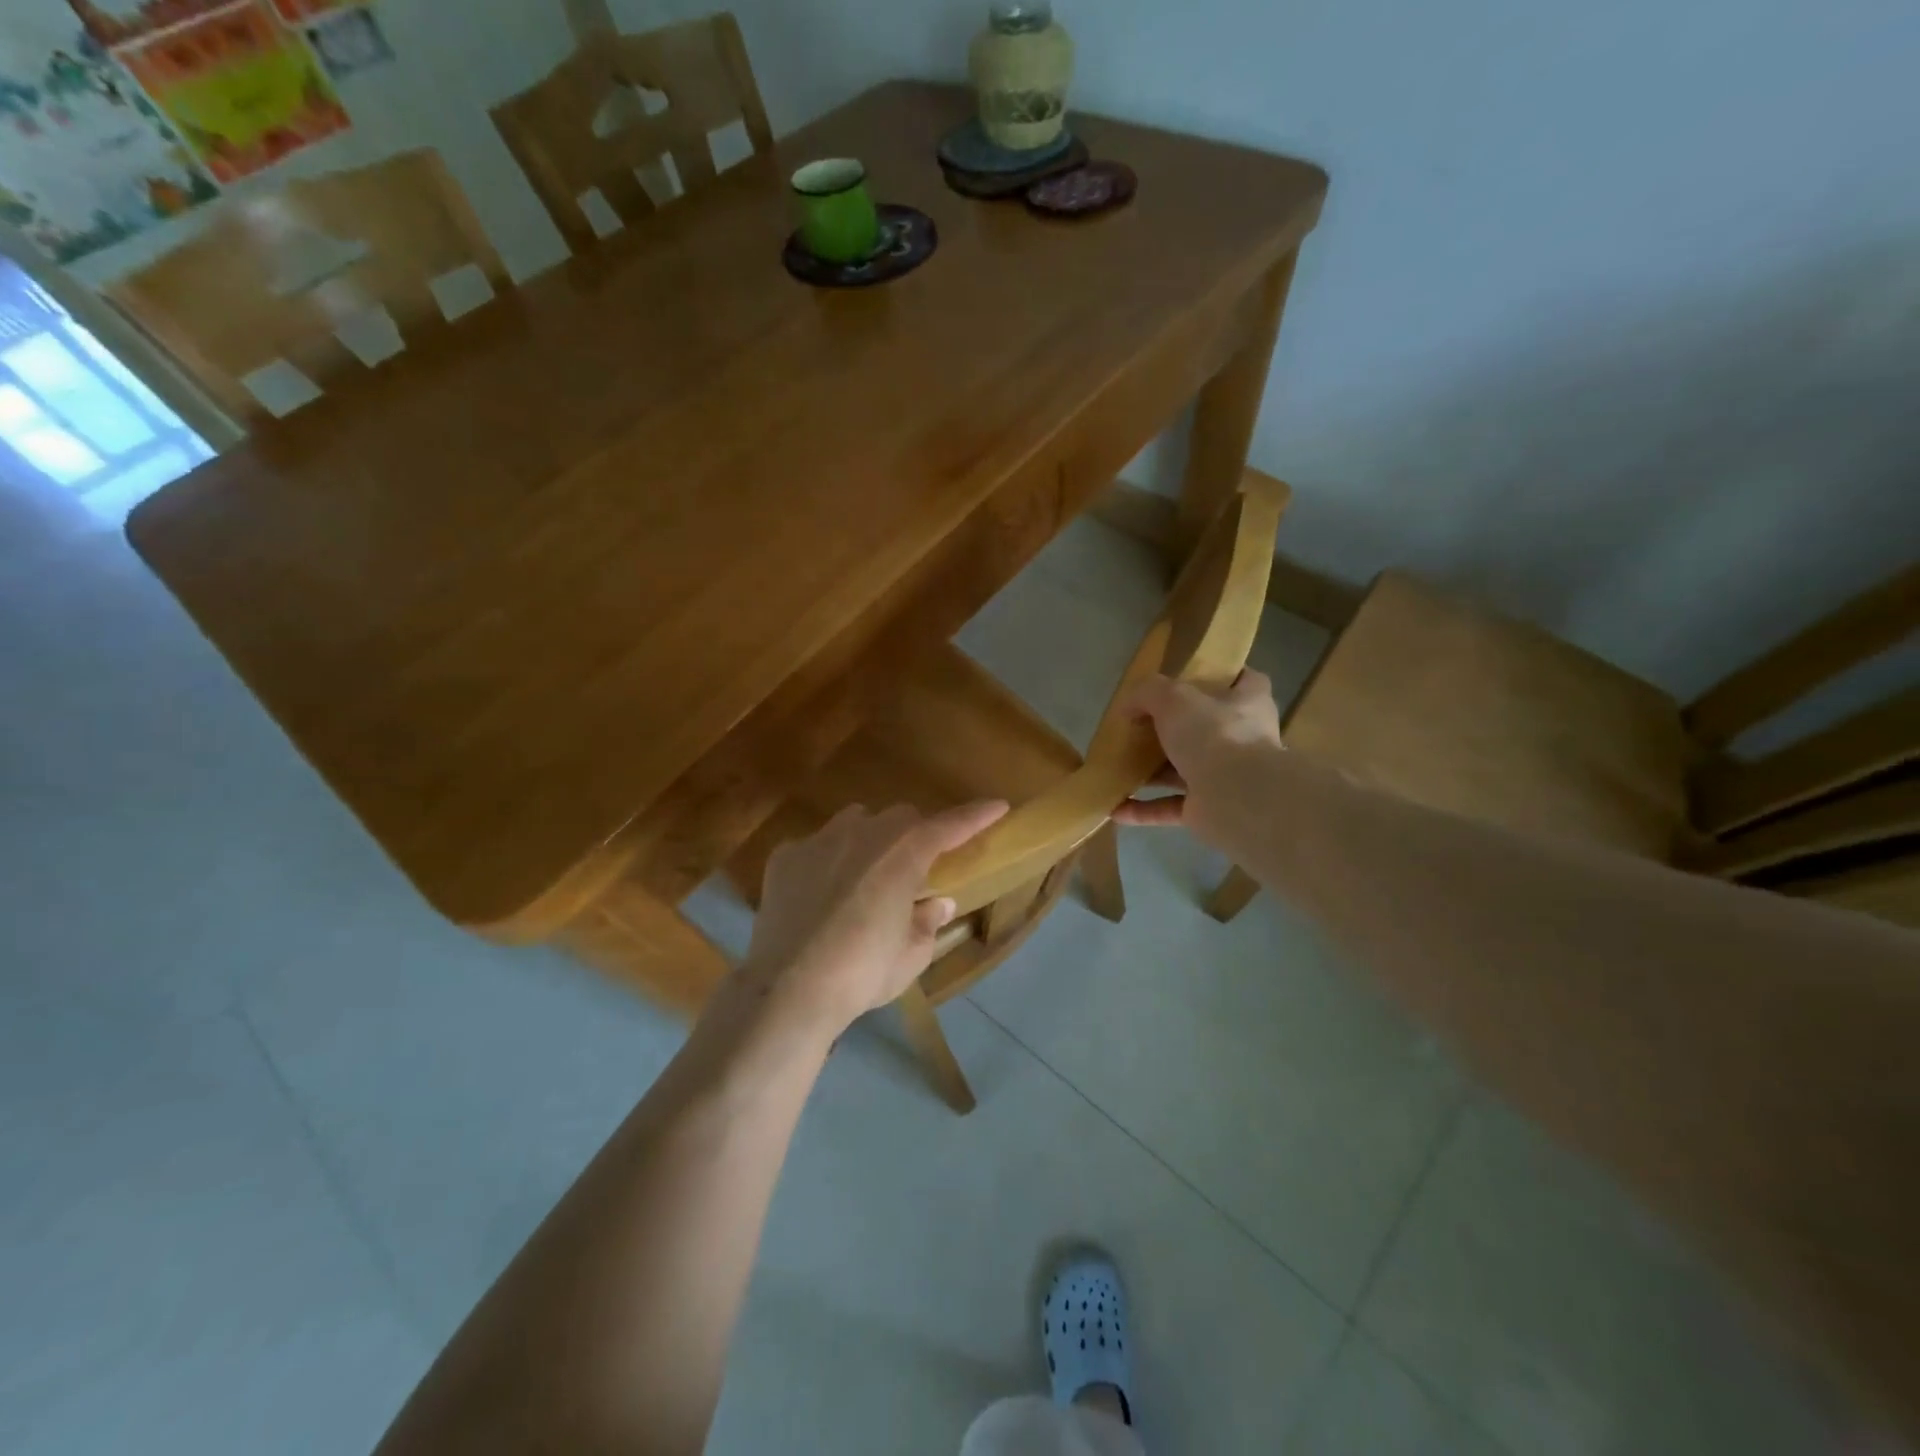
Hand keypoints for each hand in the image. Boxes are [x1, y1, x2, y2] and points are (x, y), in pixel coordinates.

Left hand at [740, 800, 1008, 1034]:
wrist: (789, 988)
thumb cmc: (864, 972)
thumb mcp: (911, 955)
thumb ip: (928, 921)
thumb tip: (936, 902)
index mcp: (905, 854)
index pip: (950, 825)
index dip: (976, 815)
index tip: (998, 806)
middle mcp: (864, 833)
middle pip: (900, 818)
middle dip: (914, 835)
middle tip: (914, 869)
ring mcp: (820, 839)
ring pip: (855, 822)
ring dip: (869, 840)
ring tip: (864, 876)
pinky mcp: (785, 856)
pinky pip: (815, 847)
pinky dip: (825, 862)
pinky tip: (819, 896)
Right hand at [1112, 670, 1281, 838]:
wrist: (1237, 799)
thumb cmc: (1214, 735)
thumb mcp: (1174, 698)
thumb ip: (1148, 693)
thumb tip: (1128, 707)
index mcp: (1247, 703)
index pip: (1245, 681)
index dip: (1222, 676)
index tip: (1193, 678)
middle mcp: (1241, 739)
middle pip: (1206, 728)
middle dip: (1174, 730)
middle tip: (1140, 726)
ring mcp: (1226, 777)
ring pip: (1184, 771)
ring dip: (1153, 772)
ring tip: (1119, 767)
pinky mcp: (1208, 809)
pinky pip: (1171, 807)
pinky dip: (1144, 809)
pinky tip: (1116, 808)